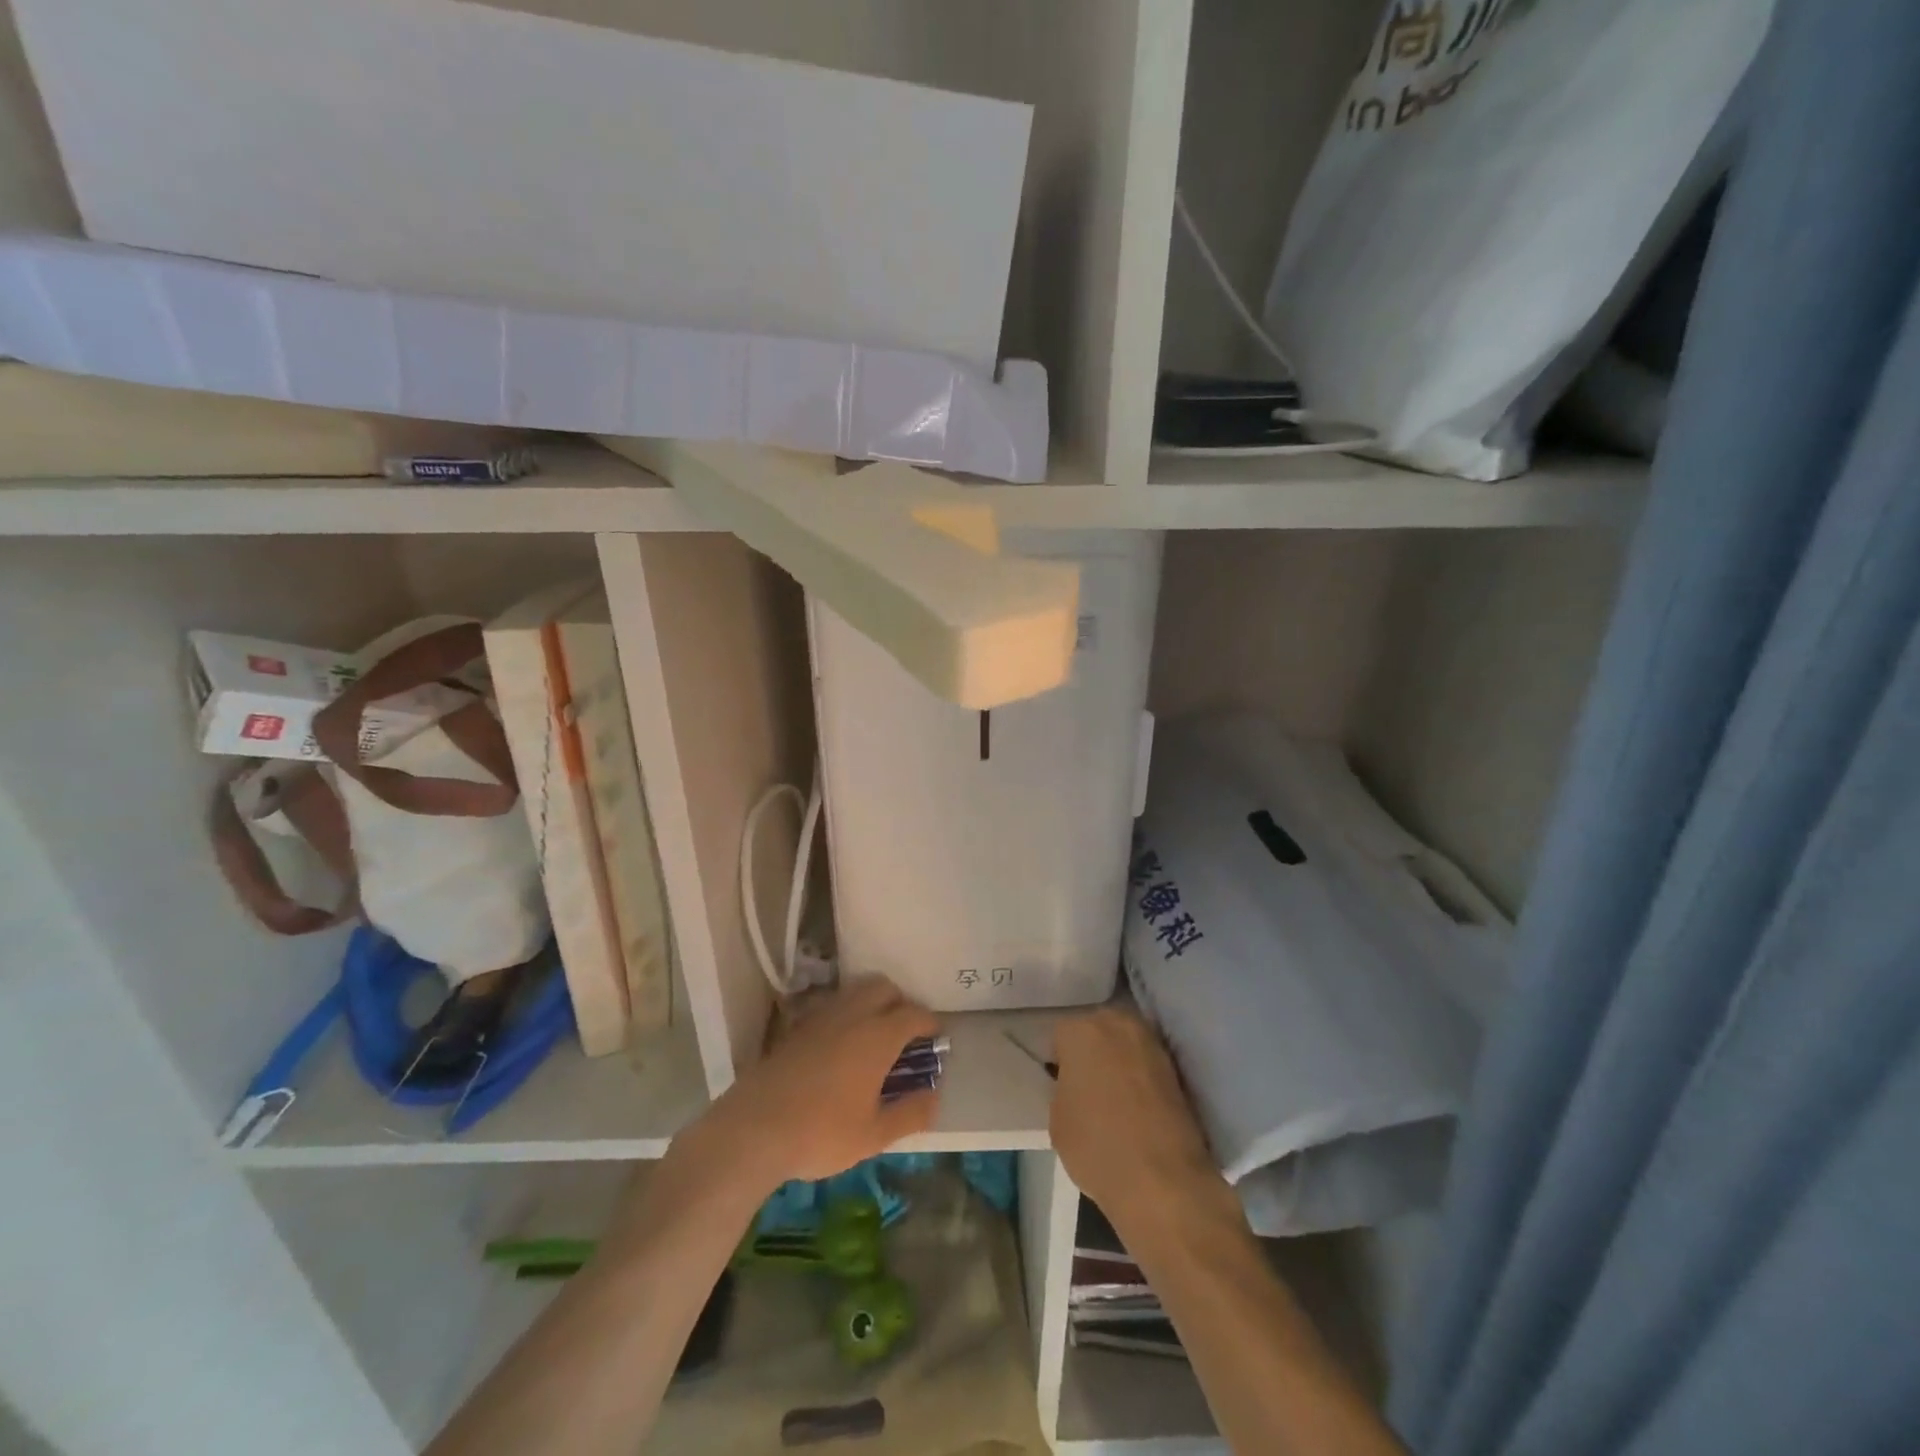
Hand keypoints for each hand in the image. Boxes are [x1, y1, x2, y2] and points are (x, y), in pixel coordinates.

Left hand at [686, 977, 941, 1201]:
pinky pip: (831, 1005)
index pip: (913, 1013)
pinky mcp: (797, 1026)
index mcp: (877, 1036)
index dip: (930, 1023)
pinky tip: (841, 1044)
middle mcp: (852, 1015)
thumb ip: (910, 1114)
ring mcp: (821, 1017)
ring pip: (855, 991)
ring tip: (875, 1035)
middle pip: (884, 988)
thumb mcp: (873, 1135)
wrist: (752, 1129)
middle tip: (906, 1032)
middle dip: (901, 1002)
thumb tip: (934, 1096)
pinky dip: (846, 1013)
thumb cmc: (820, 1133)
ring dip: (872, 1003)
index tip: (936, 1038)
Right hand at [1050, 1007, 1220, 1227]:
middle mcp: (1117, 1022)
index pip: (1060, 1037)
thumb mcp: (1057, 1119)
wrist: (1164, 1180)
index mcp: (1080, 1030)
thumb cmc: (1097, 1146)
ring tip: (1113, 1097)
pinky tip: (1135, 1105)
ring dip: (1117, 1061)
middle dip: (1091, 1052)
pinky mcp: (1175, 1065)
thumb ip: (1063, 1087)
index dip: (1059, 1062)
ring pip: (1123, 1043)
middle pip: (1096, 1030)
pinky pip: (1145, 1062)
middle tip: (1086, 1087)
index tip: (1061, 1085)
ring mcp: (1150, 1042)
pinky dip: (1139, 1076)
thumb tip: (1076, 1084)